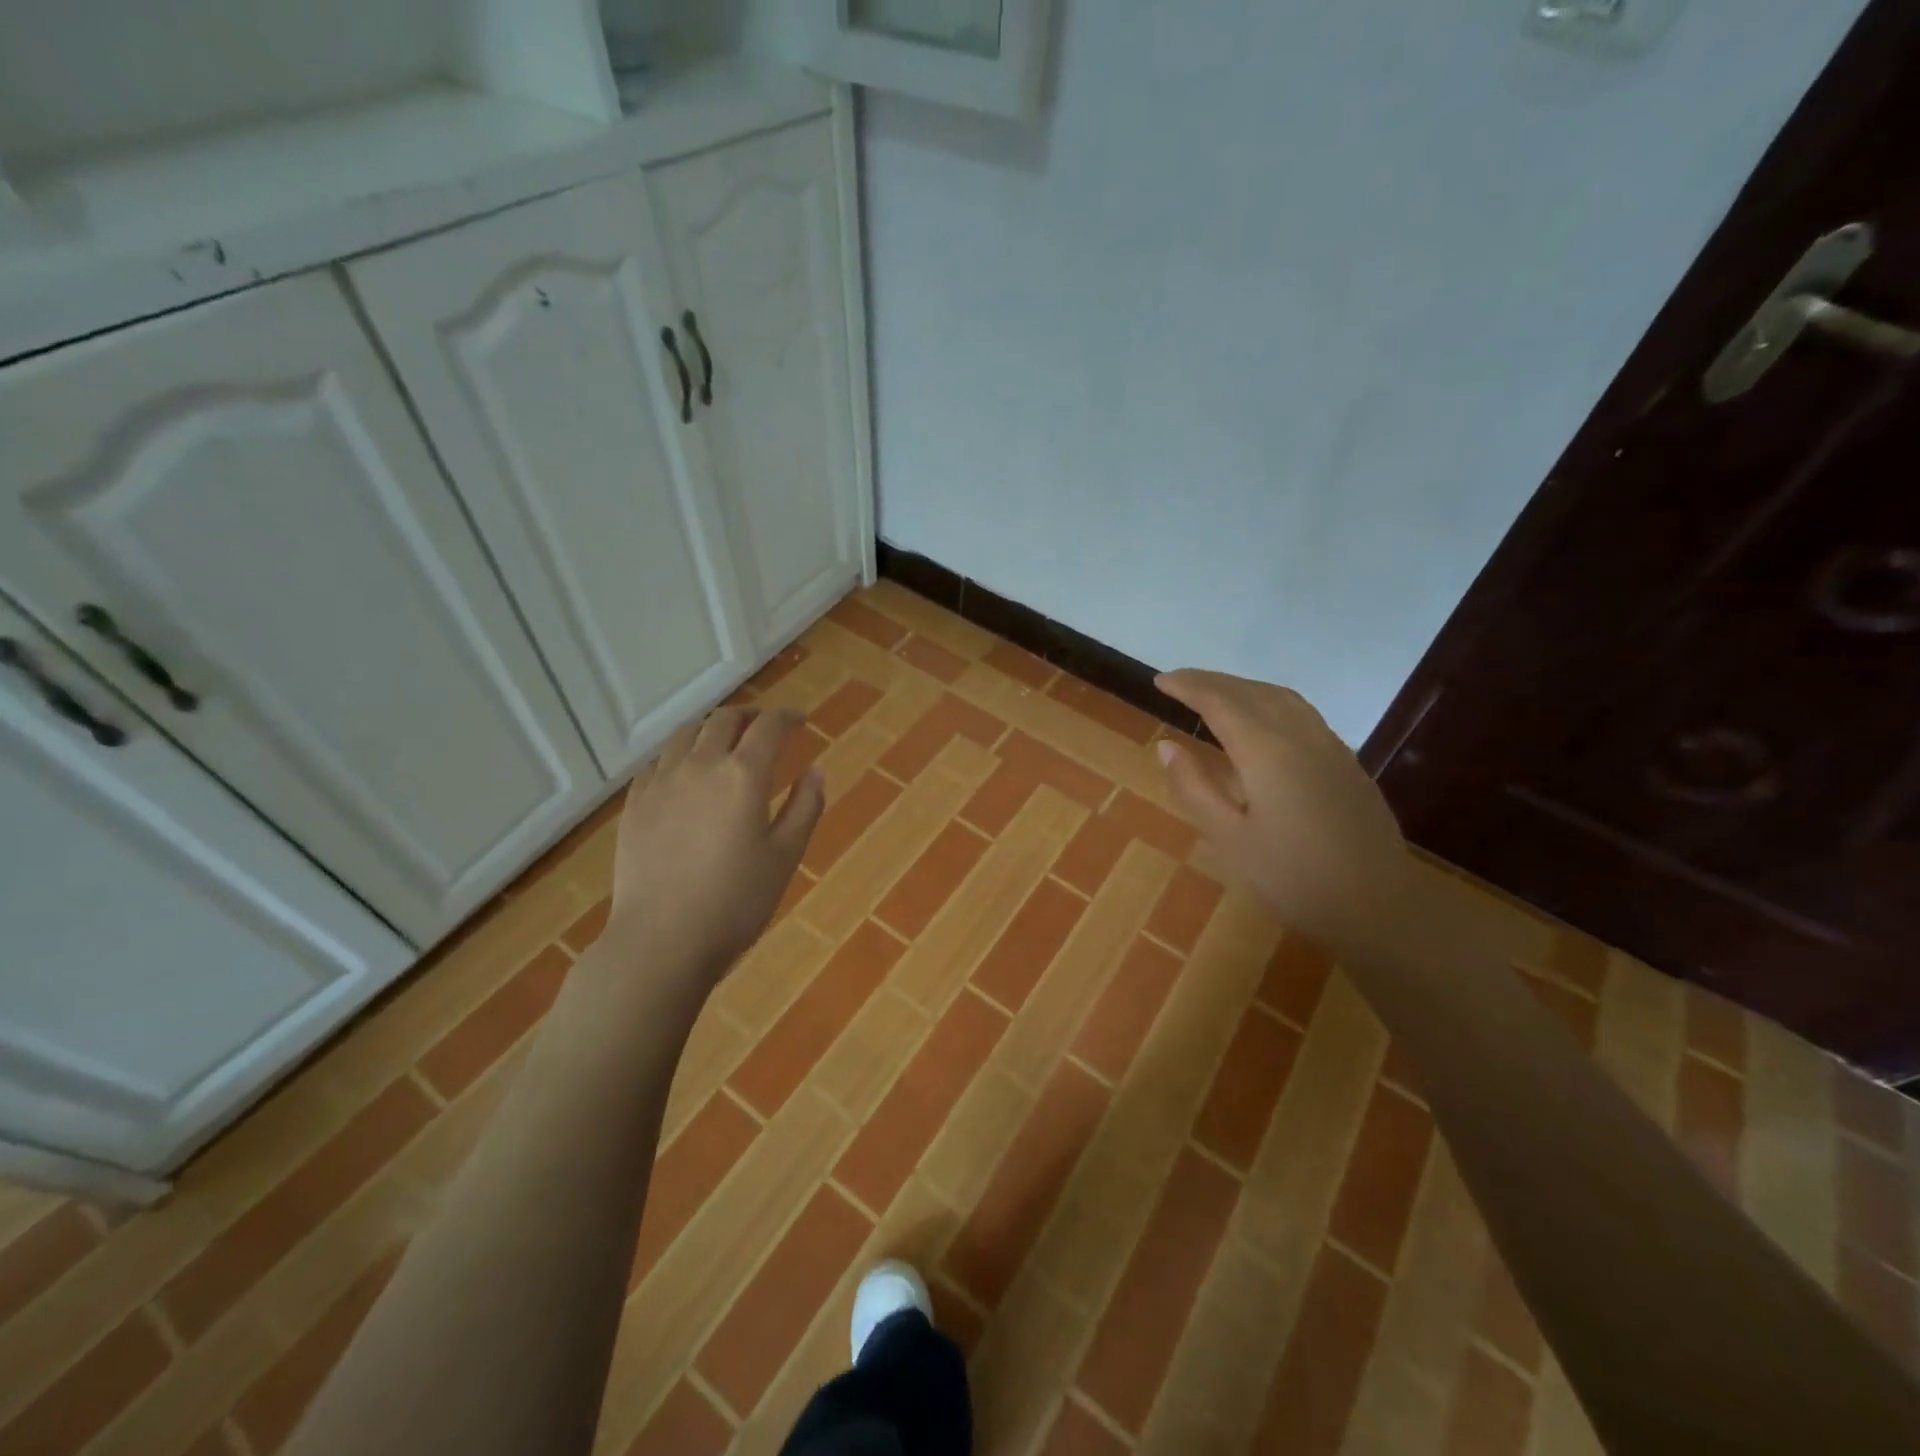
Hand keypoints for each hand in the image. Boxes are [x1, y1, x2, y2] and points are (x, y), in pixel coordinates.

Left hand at [602, 706, 824, 986]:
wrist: (662, 940)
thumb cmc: (736, 902)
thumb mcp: (786, 856)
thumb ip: (805, 807)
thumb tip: (815, 770)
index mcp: (743, 775)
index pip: (769, 727)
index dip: (787, 717)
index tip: (800, 720)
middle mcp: (700, 765)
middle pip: (724, 720)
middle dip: (749, 716)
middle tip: (764, 727)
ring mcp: (661, 782)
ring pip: (685, 733)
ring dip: (711, 728)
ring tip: (723, 741)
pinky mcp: (634, 803)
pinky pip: (657, 761)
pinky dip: (679, 753)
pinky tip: (684, 771)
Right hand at [1154, 670, 1410, 953]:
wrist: (1377, 905)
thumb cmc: (1293, 877)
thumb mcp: (1229, 839)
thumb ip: (1194, 788)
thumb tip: (1167, 746)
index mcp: (1266, 751)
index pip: (1219, 702)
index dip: (1187, 686)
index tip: (1159, 681)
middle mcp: (1300, 736)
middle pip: (1250, 692)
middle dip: (1212, 681)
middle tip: (1179, 683)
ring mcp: (1329, 746)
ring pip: (1281, 697)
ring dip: (1243, 687)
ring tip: (1216, 694)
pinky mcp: (1346, 762)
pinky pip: (1301, 713)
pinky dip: (1269, 702)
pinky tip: (1263, 721)